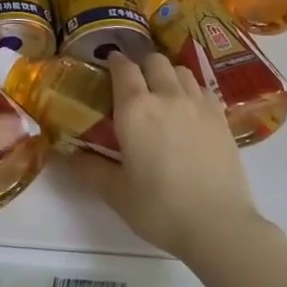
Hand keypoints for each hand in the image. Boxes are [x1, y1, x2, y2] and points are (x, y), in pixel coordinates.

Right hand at [86, 53, 265, 260]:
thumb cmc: (159, 208)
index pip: (123, 68)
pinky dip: (191, 90)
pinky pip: (203, 89)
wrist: (217, 225)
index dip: (114, 61)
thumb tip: (64, 155)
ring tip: (163, 93)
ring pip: (181, 70)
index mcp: (135, 109)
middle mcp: (167, 96)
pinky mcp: (221, 118)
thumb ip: (89, 168)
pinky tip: (188, 110)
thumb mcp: (115, 192)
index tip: (108, 65)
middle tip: (134, 83)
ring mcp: (198, 104)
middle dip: (142, 65)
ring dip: (168, 74)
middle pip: (154, 61)